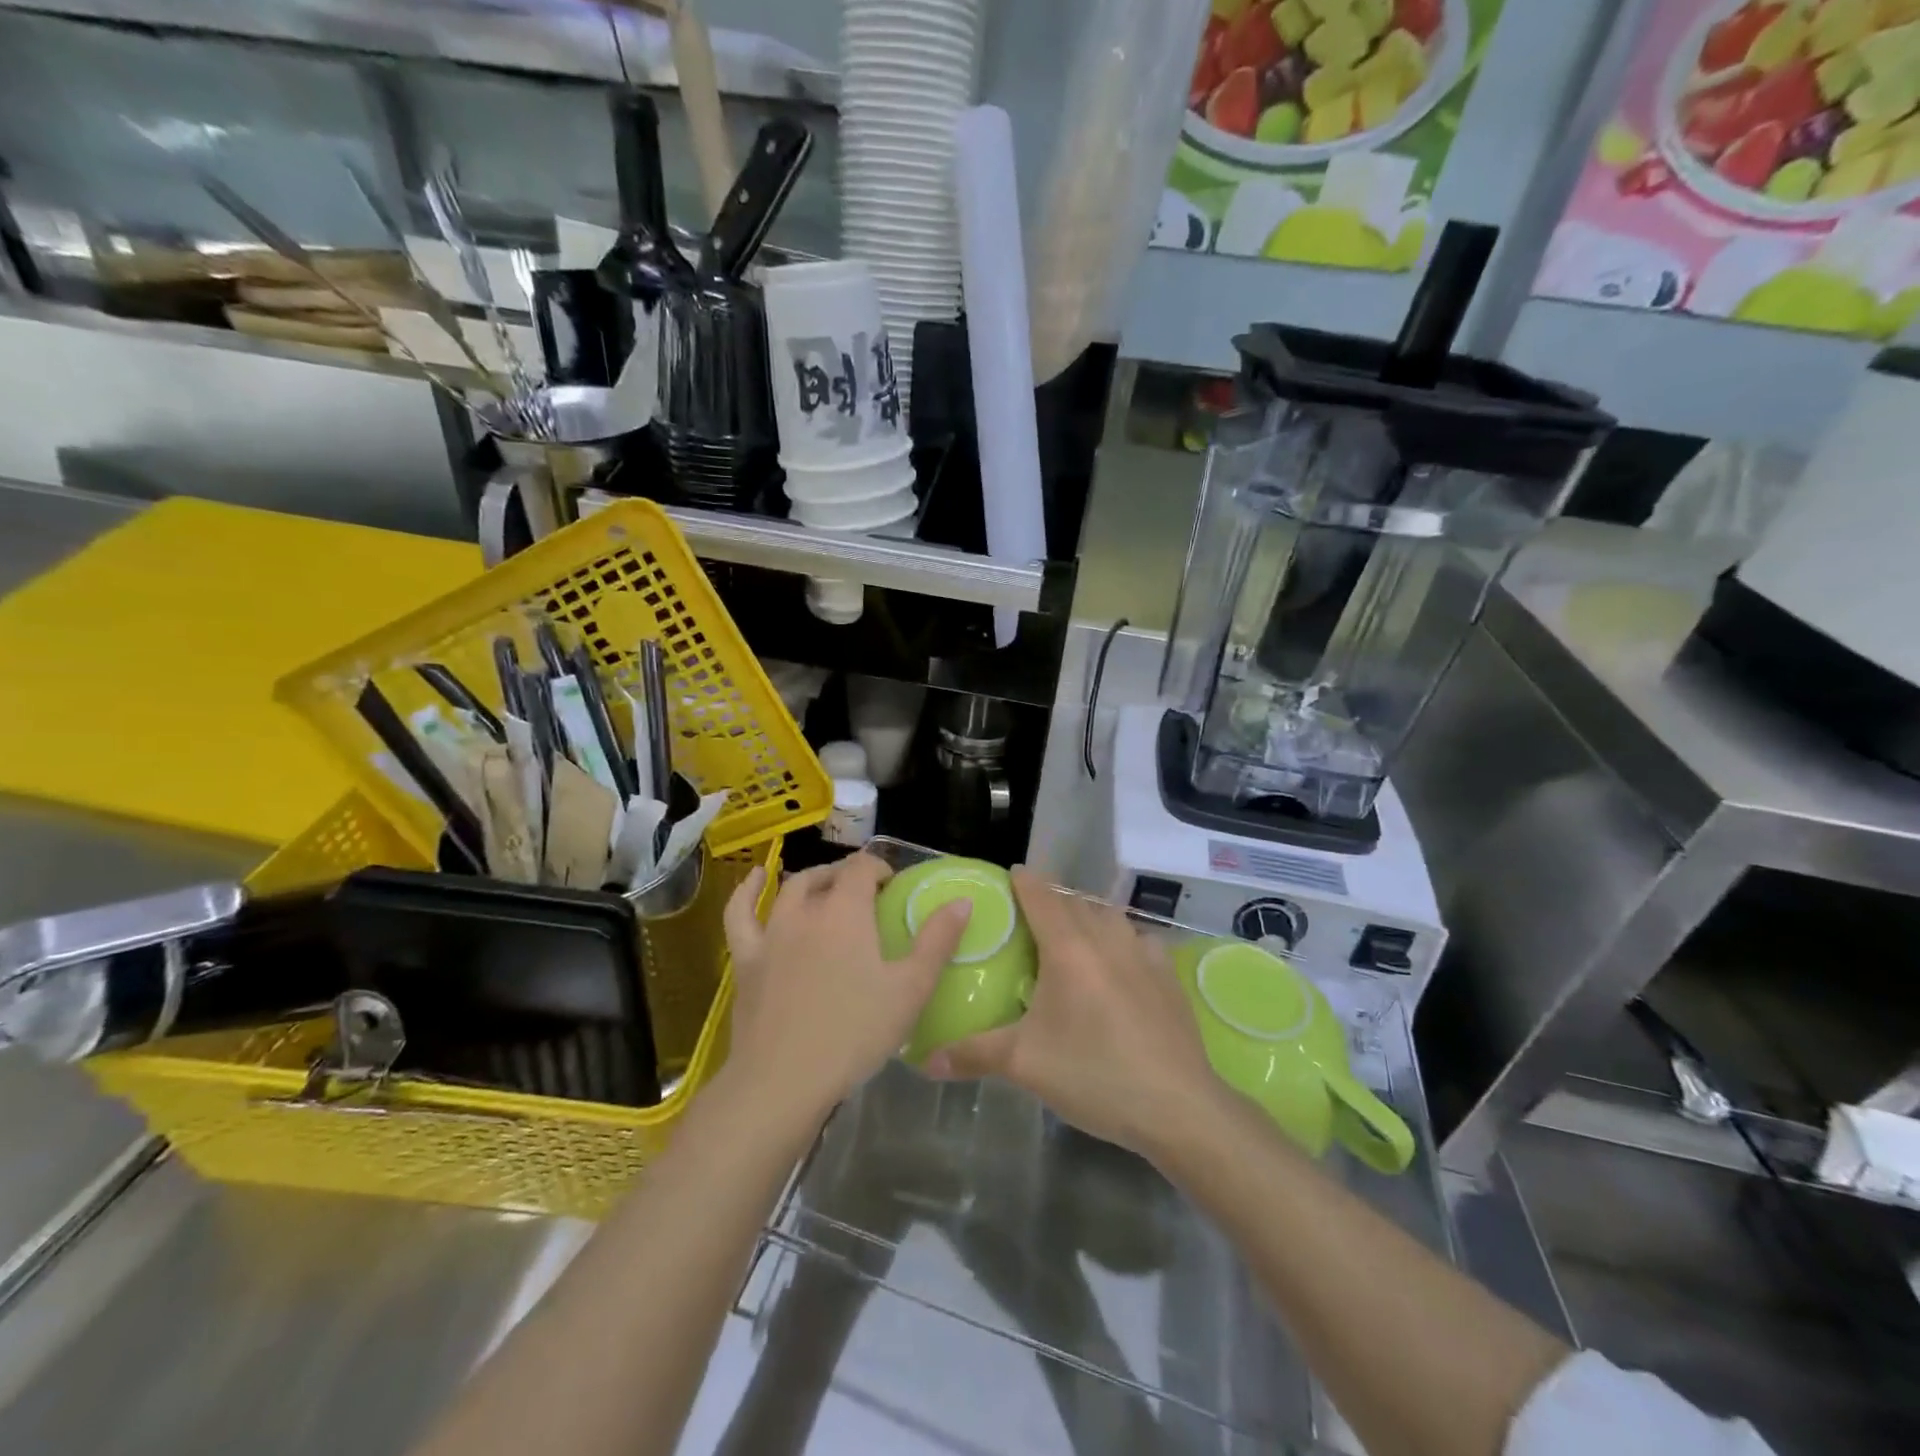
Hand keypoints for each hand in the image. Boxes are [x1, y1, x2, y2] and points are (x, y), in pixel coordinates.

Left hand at [722, 853, 970, 1121]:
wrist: (784, 1080)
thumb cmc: (855, 1033)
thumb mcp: (910, 989)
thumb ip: (937, 941)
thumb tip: (961, 901)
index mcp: (846, 912)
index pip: (862, 868)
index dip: (879, 869)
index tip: (893, 887)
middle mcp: (806, 911)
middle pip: (826, 876)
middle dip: (848, 875)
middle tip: (866, 893)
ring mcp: (771, 933)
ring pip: (789, 890)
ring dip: (811, 881)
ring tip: (824, 885)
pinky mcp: (747, 959)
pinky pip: (740, 914)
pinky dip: (746, 892)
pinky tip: (753, 880)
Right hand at [925, 867, 1223, 1160]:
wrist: (1178, 1105)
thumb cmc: (1094, 1074)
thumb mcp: (1025, 1064)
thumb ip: (973, 1054)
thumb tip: (925, 1060)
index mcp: (1068, 949)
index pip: (1041, 897)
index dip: (1024, 881)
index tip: (1010, 873)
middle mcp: (1106, 939)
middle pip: (1075, 902)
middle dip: (1052, 899)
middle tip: (1030, 914)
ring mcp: (1143, 954)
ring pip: (1109, 916)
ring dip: (1087, 915)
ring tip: (1072, 934)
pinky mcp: (1168, 975)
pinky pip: (1138, 940)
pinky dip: (1121, 939)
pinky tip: (1119, 962)